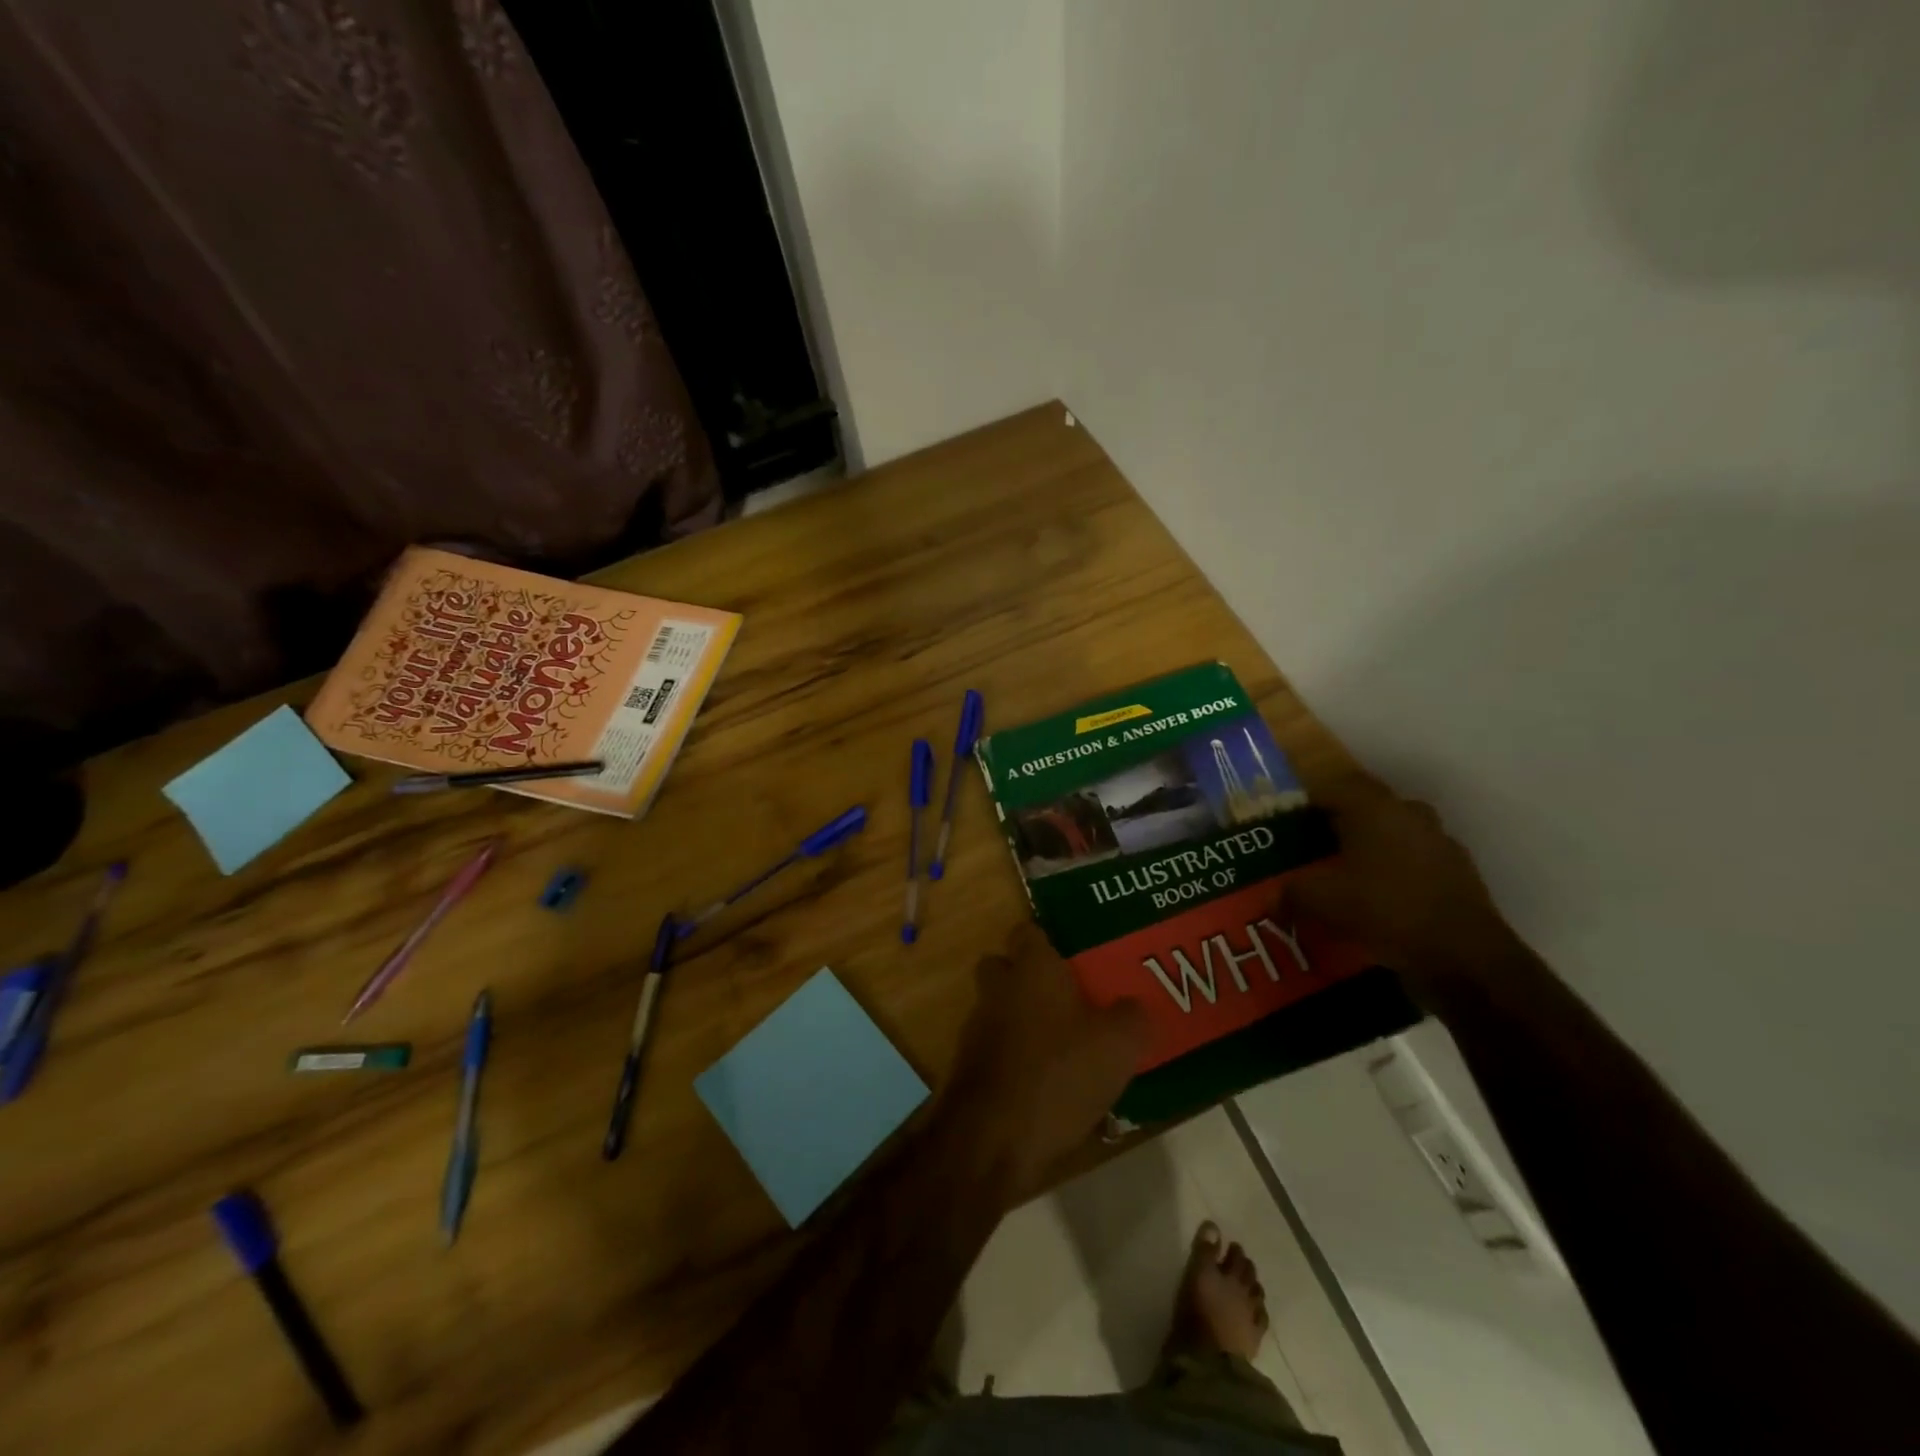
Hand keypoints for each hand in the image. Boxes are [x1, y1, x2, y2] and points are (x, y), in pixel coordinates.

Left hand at [941, 923, 1147, 1203]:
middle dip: (1031, 978)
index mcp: (1031, 967)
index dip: (1051, 940)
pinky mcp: (969, 1066)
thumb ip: (1132, 1017)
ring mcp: (977, 1027)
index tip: (1076, 956)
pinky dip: (1016, 1057)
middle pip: (1007, 967)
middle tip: (1071, 998)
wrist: (994, 1138)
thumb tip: (1135, 1006)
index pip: (1030, 931)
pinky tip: (1046, 1084)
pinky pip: (997, 1048)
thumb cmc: (1058, 1074)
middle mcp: (998, 987)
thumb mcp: (1118, 1046)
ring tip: (1065, 1047)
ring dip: (1024, 1020)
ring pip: (1001, 1008)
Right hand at [1284, 778, 1520, 1002]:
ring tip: (1342, 876)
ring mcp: (1439, 843)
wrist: (1464, 958)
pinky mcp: (1458, 875)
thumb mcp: (1320, 901)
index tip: (1287, 820)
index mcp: (1374, 808)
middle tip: (1311, 847)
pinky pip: (1413, 864)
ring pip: (1392, 835)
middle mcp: (1409, 814)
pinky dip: (1392, 875)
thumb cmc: (1384, 910)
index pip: (1333, 785)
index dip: (1307, 800)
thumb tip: (1274, 897)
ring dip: (1368, 849)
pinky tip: (1375, 901)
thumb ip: (1291, 893)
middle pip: (1365, 808)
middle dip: (1337, 824)